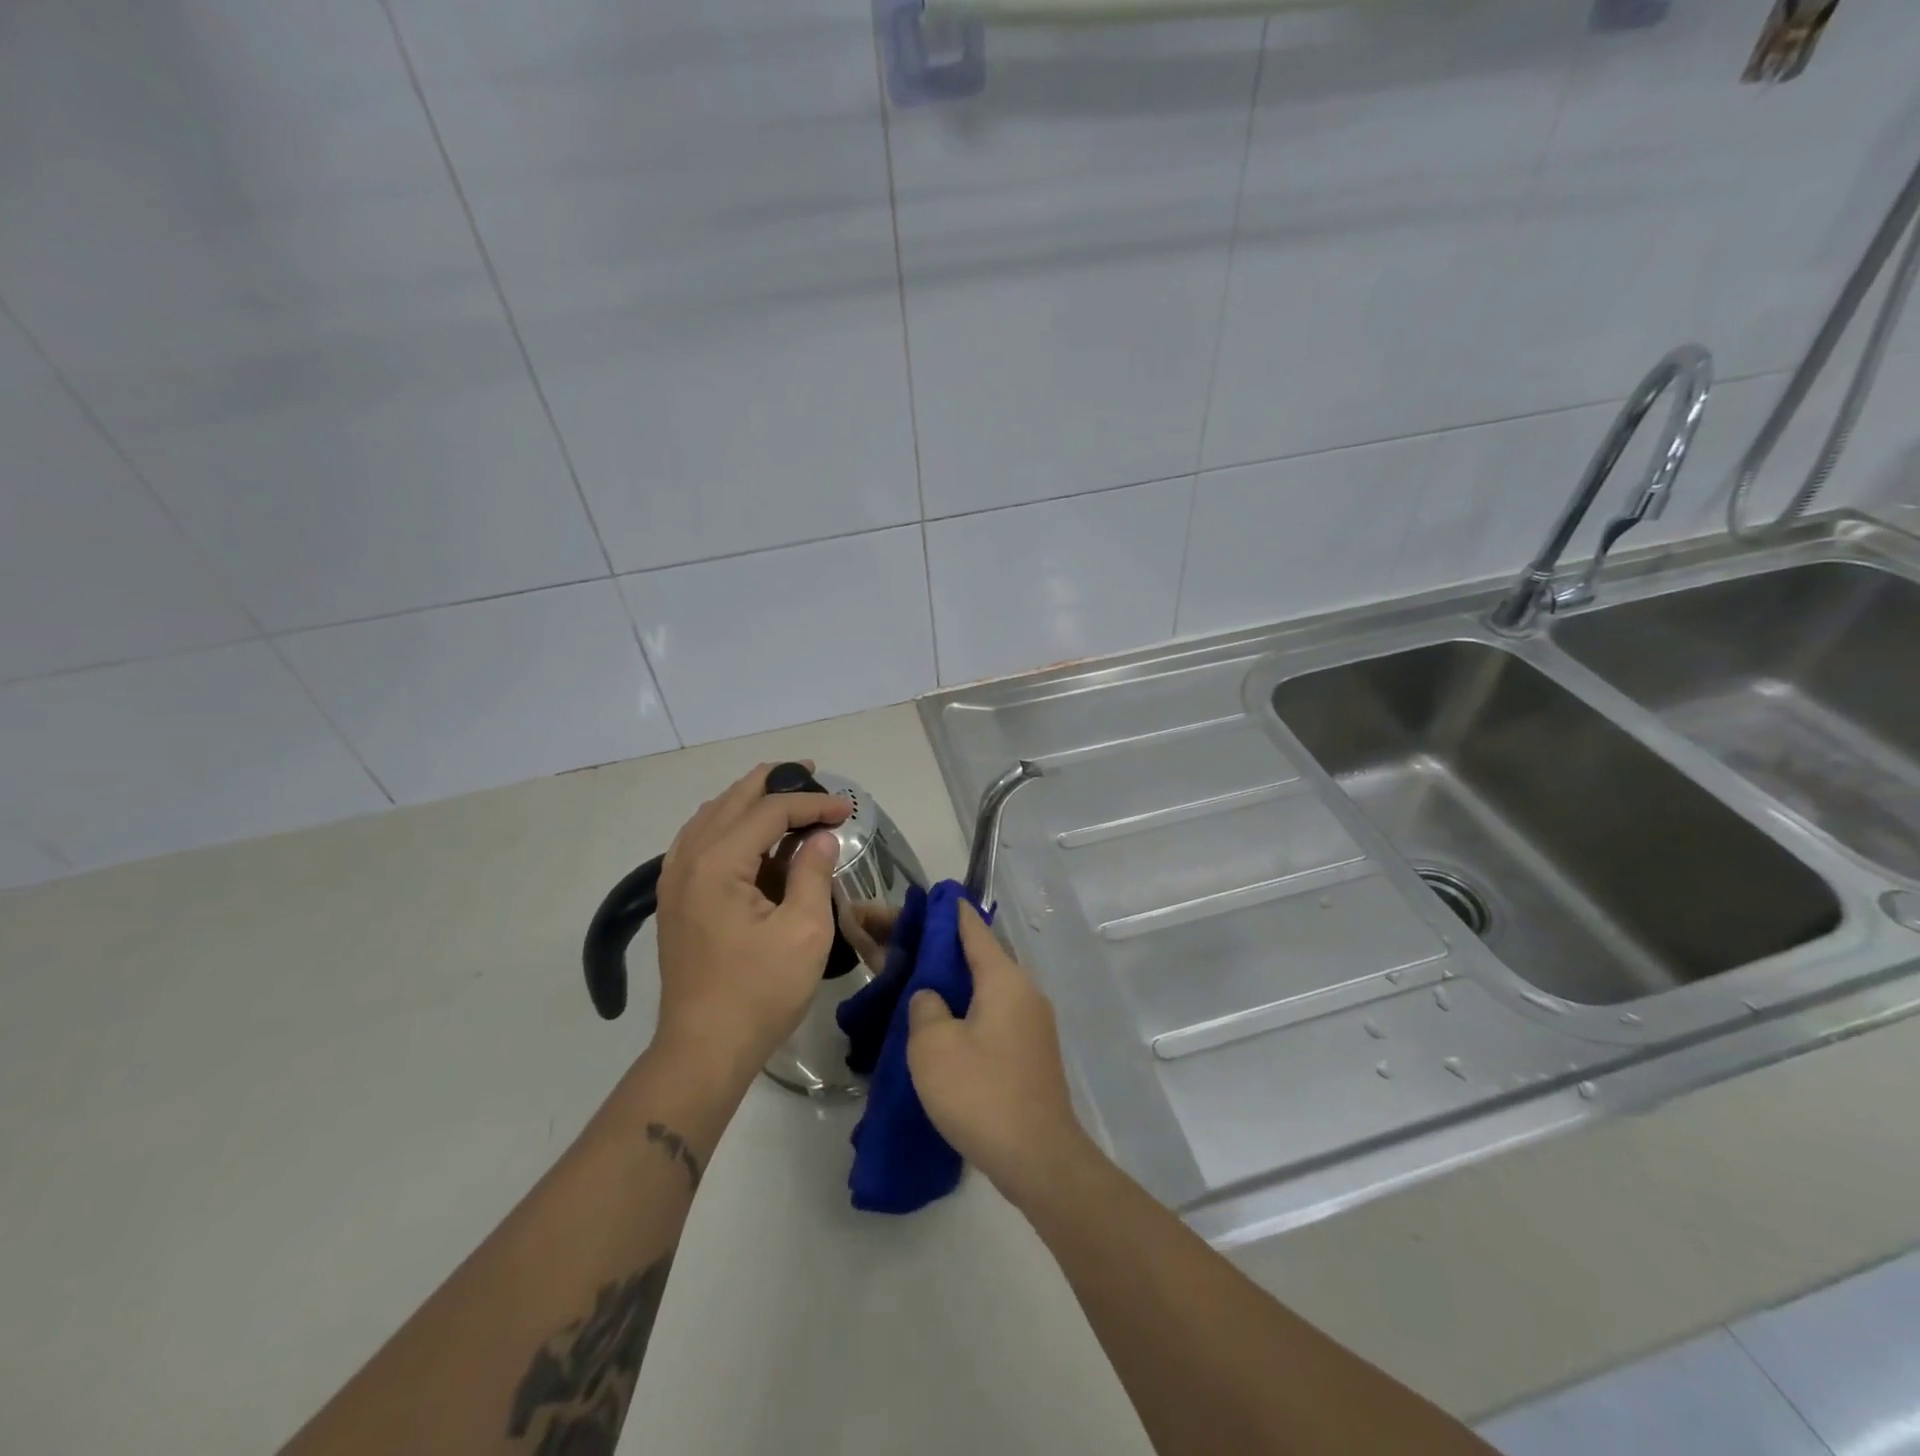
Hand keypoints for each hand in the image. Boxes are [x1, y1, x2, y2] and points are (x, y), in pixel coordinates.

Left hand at [651, 763, 851, 1087]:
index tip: (848, 808)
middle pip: (733, 800)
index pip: (769, 811)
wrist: (704, 1049)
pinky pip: (701, 839)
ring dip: (750, 800)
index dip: (812, 803)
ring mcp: (675, 878)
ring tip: (786, 795)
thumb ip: (812, 872)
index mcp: (718, 863)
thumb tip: (820, 837)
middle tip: (813, 774)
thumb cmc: (760, 992)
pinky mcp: (676, 898)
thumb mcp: (804, 931)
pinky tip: (752, 834)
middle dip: (776, 783)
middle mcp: (688, 859)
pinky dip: (730, 824)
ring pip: (712, 816)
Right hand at [906, 900, 1090, 1203]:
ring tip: (919, 987)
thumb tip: (932, 997)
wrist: (1038, 1158)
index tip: (928, 898)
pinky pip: (996, 1015)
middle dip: (945, 951)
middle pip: (981, 957)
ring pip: (988, 989)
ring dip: (956, 984)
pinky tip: (945, 1028)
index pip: (974, 929)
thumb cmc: (981, 1092)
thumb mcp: (933, 1046)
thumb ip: (925, 1007)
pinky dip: (970, 1010)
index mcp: (1004, 978)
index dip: (949, 911)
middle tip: (907, 949)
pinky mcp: (1032, 1052)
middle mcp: (1025, 991)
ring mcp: (1033, 1023)